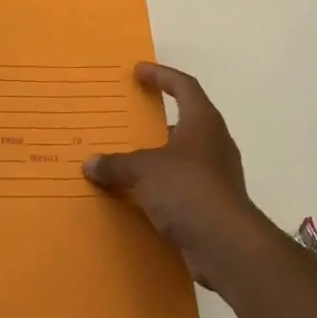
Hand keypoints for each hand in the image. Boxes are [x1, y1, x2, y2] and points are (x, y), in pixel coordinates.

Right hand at [84, 62, 271, 291]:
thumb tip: (90, 163)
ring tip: (127, 159)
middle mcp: (214, 143)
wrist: (226, 246)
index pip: (183, 86)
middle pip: (185, 120)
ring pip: (183, 156)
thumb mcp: (144, 170)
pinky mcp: (213, 205)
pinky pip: (182, 186)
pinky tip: (138, 196)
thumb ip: (116, 164)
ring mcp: (217, 175)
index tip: (138, 71)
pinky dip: (161, 187)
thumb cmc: (187, 189)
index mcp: (203, 121)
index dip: (161, 75)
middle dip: (157, 119)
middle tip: (129, 117)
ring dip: (158, 156)